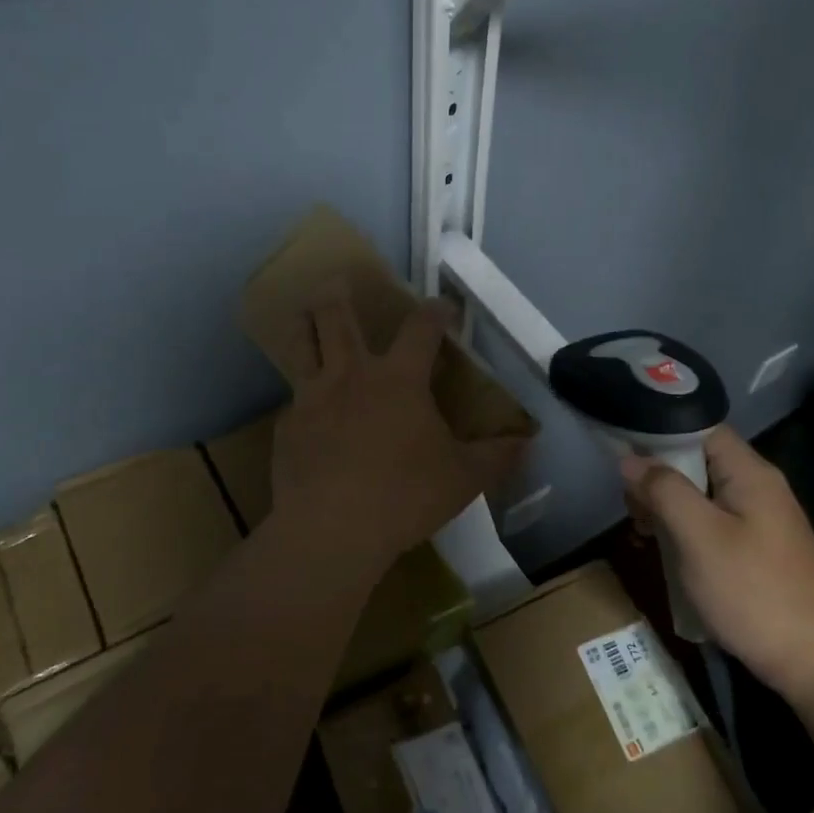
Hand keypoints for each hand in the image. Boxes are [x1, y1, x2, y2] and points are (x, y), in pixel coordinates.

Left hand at [271, 291, 526, 565]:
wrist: (331, 529)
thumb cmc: (405, 495)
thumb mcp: (463, 478)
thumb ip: (496, 456)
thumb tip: (526, 442)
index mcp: (399, 379)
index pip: (421, 328)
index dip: (435, 311)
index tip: (443, 306)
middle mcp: (351, 375)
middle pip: (335, 316)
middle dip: (338, 294)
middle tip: (338, 283)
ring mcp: (311, 398)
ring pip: (299, 345)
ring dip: (305, 325)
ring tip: (305, 318)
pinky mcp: (287, 428)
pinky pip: (292, 400)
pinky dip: (301, 398)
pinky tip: (307, 416)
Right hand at [622, 427, 813, 703]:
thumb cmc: (754, 591)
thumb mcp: (700, 537)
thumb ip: (664, 491)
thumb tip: (631, 459)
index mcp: (750, 473)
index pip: (701, 429)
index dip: (662, 433)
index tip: (625, 454)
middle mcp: (759, 488)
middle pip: (700, 462)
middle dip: (660, 477)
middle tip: (631, 507)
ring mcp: (761, 521)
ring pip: (704, 496)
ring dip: (669, 508)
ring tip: (643, 532)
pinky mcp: (759, 551)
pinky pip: (714, 524)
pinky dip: (687, 531)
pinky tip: (669, 554)